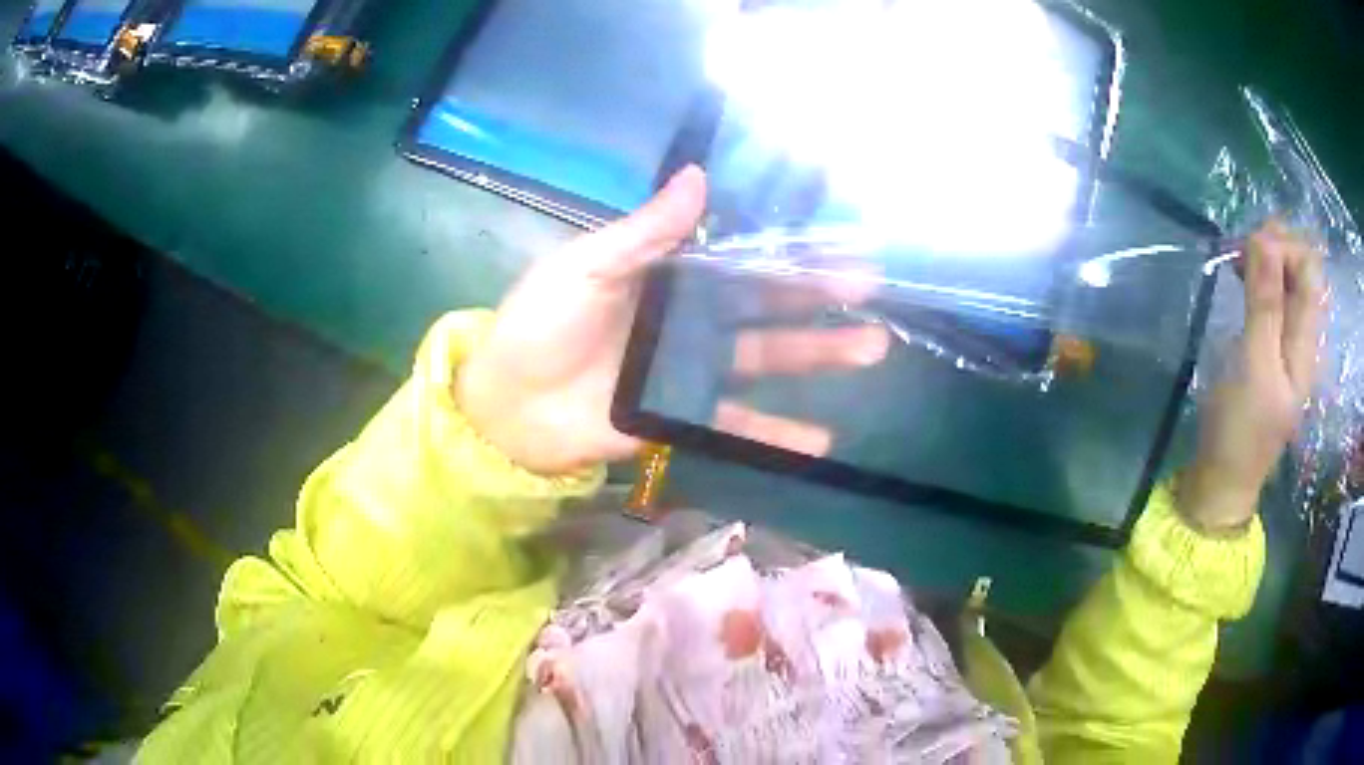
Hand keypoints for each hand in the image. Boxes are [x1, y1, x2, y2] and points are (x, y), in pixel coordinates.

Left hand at [456, 167, 889, 475]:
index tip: (839, 245)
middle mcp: (686, 321)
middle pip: (765, 308)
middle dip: (820, 300)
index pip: (739, 258)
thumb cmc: (539, 324)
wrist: (507, 404)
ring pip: (765, 360)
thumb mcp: (586, 267)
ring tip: (873, 348)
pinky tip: (821, 439)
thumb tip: (700, 176)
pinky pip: (736, 424)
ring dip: (818, 356)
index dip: (787, 251)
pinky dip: (777, 433)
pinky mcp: (680, 418)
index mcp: (666, 276)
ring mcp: (687, 372)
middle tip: (875, 292)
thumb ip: (645, 233)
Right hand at [1180, 221, 1326, 531]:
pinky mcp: (1272, 345)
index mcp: (1306, 340)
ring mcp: (1288, 340)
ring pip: (1288, 278)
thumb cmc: (1240, 428)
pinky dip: (1258, 276)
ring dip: (1264, 257)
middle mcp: (1303, 334)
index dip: (1283, 245)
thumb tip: (1264, 239)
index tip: (1248, 249)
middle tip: (1239, 250)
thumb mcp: (1253, 366)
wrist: (1224, 479)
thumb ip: (1264, 304)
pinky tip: (1240, 278)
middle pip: (1301, 267)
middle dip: (1273, 245)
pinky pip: (1275, 295)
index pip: (1309, 267)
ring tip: (1236, 259)